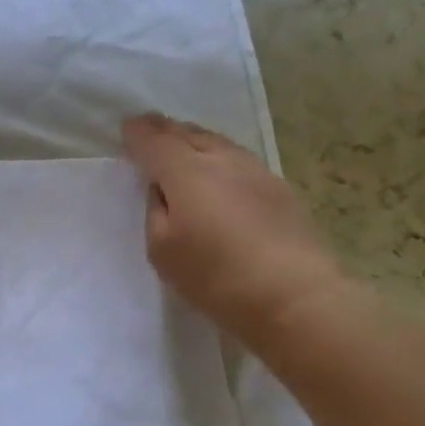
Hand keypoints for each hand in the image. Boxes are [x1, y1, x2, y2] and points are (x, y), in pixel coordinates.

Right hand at [122, 113, 351, 340]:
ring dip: (193, 139)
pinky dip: (218, 157)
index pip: (154, 140)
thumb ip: (155, 211)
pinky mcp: (279, 188)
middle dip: (164, 129)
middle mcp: (220, 159)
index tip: (127, 129)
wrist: (297, 297)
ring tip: (181, 144)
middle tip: (149, 128)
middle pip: (187, 133)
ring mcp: (255, 170)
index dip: (137, 133)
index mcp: (185, 171)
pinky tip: (218, 171)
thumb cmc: (218, 277)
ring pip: (216, 142)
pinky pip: (237, 158)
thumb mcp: (162, 250)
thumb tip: (162, 190)